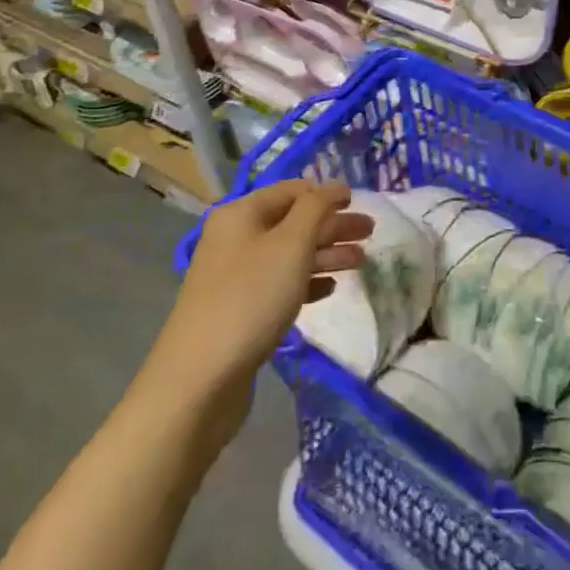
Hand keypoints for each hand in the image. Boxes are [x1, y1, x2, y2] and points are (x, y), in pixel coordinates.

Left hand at [146, 181, 370, 454]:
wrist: (199, 381)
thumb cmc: (250, 298)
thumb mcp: (291, 244)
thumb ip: (316, 209)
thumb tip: (333, 188)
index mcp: (241, 214)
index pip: (292, 190)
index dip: (326, 193)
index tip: (358, 201)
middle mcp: (235, 238)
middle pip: (293, 222)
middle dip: (332, 225)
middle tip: (370, 232)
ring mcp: (235, 277)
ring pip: (289, 255)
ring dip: (325, 254)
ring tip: (361, 261)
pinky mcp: (239, 311)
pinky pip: (280, 284)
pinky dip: (307, 282)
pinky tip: (331, 289)